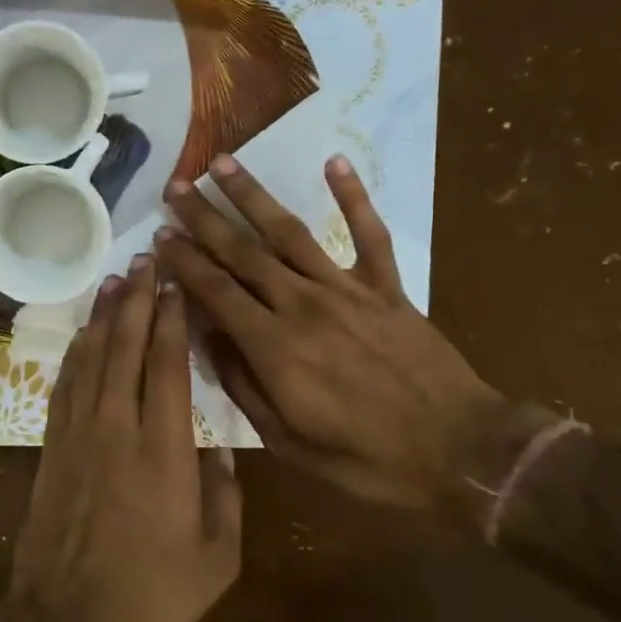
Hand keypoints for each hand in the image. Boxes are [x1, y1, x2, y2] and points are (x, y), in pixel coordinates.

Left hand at [4, 257, 242, 621]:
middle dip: (137, 299)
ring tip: (116, 279)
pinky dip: (76, 352)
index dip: (171, 318)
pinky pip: (65, 385)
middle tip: (146, 259)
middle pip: (125, 347)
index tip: (176, 283)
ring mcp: (78, 435)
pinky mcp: (53, 448)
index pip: (166, 365)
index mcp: (164, 451)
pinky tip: (84, 333)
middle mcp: (117, 429)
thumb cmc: (151, 595)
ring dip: (104, 316)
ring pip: (91, 358)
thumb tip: (218, 447)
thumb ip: (225, 494)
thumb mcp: (216, 558)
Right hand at [156, 155, 538, 528]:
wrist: (461, 453)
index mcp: (275, 347)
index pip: (216, 292)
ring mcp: (348, 290)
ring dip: (254, 196)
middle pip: (244, 252)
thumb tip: (208, 340)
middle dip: (204, 217)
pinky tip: (335, 161)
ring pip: (291, 232)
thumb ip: (243, 387)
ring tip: (223, 163)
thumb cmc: (367, 459)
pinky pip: (369, 234)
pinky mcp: (387, 287)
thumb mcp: (288, 442)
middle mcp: (304, 305)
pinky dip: (354, 196)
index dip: (184, 262)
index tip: (159, 236)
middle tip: (175, 187)